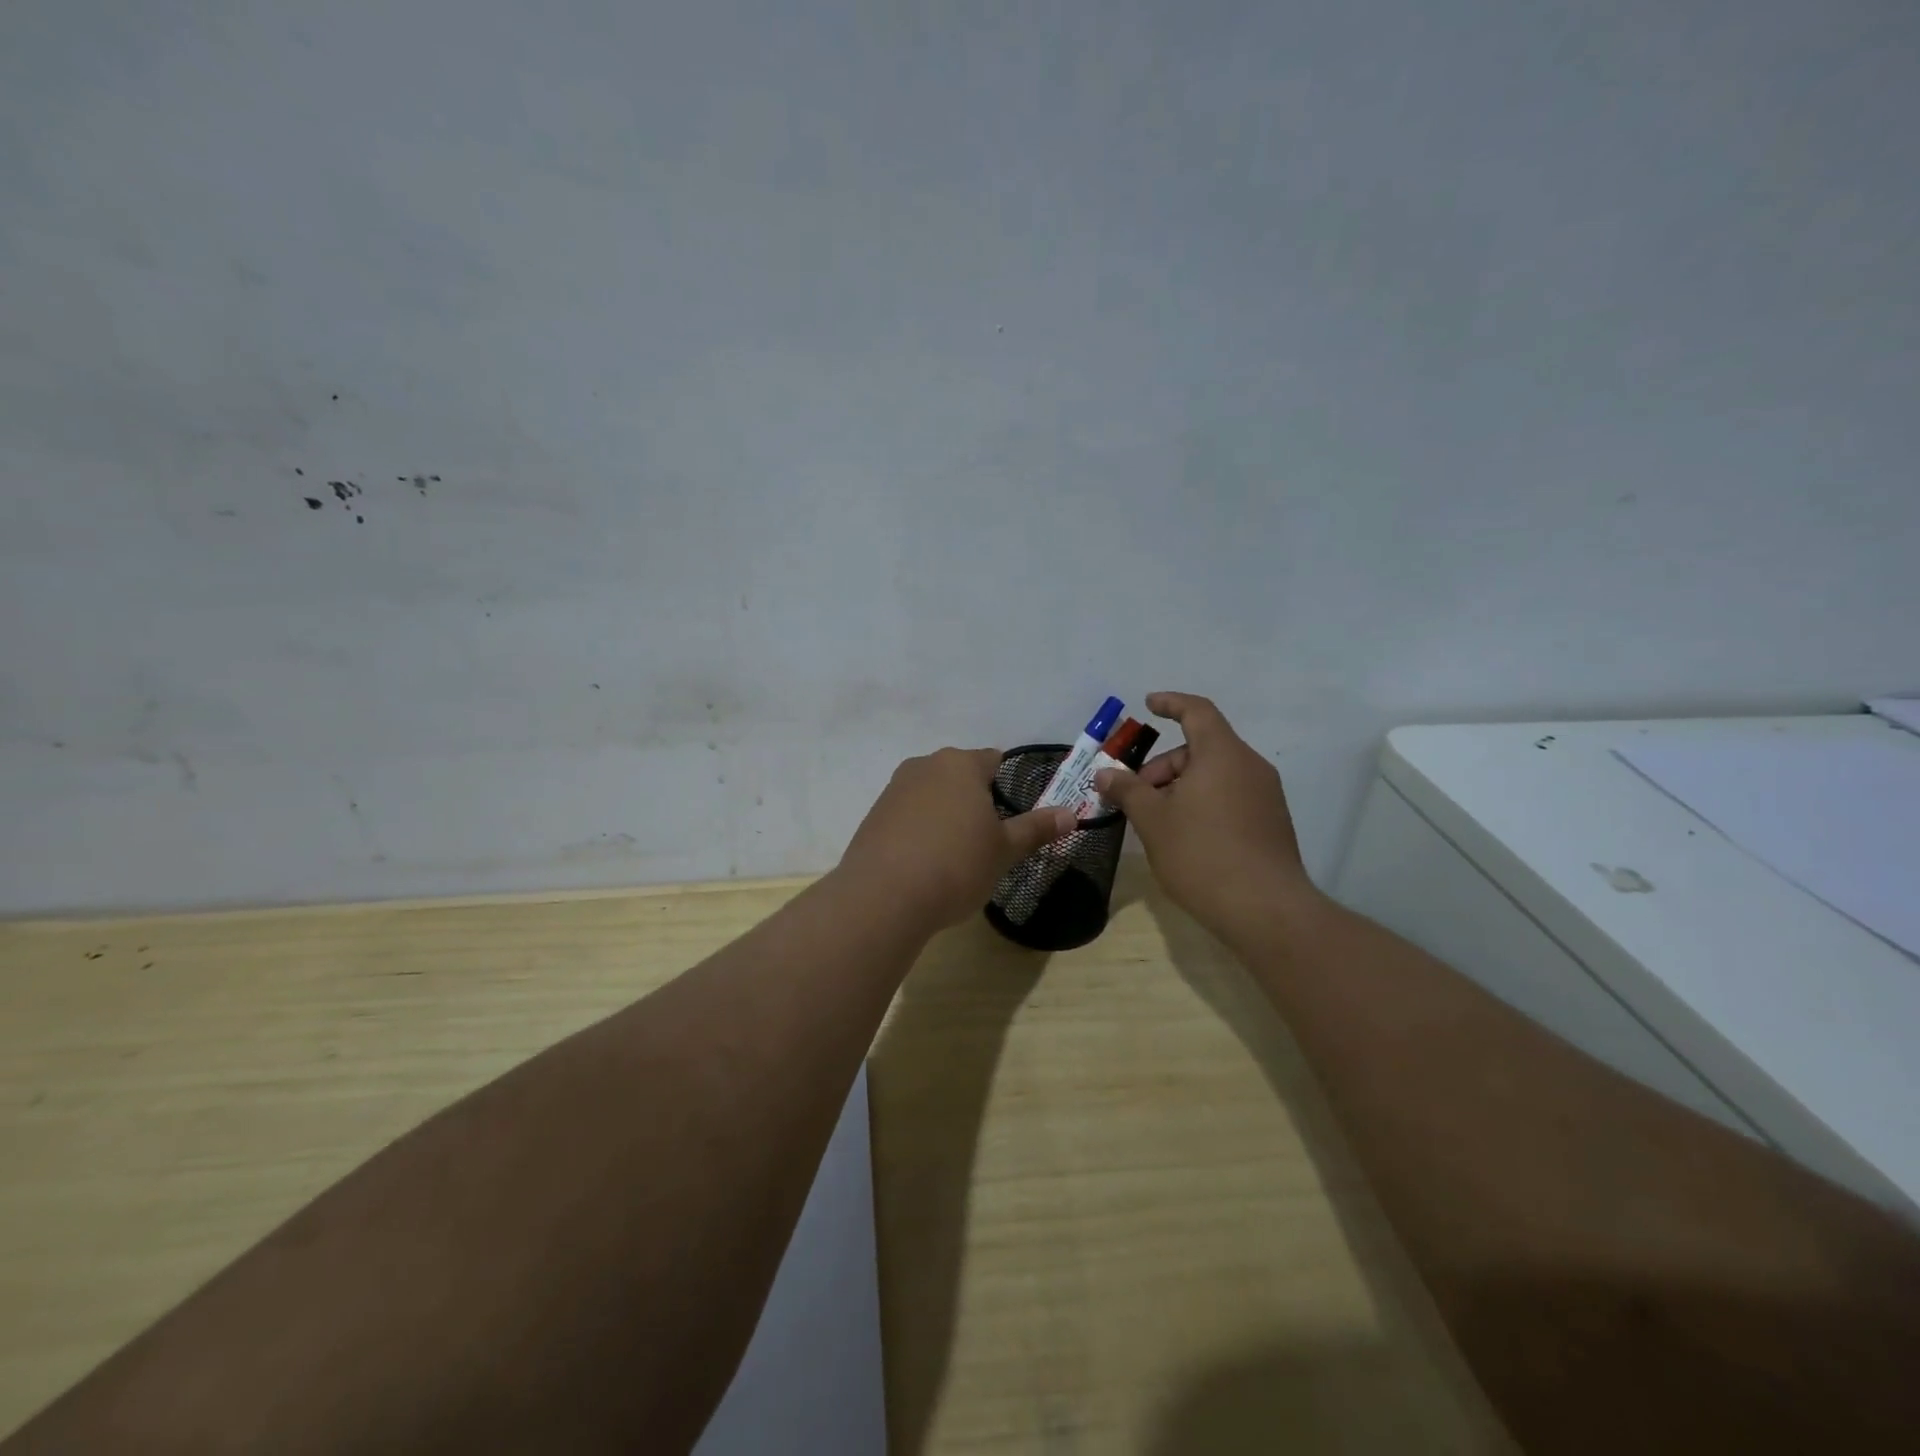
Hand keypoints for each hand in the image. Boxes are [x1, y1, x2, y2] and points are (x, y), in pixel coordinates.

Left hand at [837, 747, 1076, 930]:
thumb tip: (1070, 814)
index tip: (1013, 817)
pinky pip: (908, 816)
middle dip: (976, 801)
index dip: (1007, 786)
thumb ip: (1036, 828)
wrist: (883, 896)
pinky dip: (920, 831)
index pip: (993, 760)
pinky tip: (925, 864)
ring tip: (955, 856)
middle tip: (988, 840)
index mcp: (960, 764)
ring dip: (946, 815)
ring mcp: (894, 789)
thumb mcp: (1004, 850)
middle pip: (960, 776)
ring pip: (932, 795)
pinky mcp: (874, 816)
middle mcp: (924, 766)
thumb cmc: (956, 865)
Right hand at [1094, 692, 1321, 940]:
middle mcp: (1249, 766)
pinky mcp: (1271, 823)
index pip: (1197, 711)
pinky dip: (1203, 802)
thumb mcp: (1152, 820)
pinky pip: (1230, 796)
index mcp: (1222, 754)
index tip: (1148, 705)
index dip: (1170, 703)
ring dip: (1181, 787)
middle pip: (1201, 748)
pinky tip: (1185, 836)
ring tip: (1157, 821)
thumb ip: (1127, 790)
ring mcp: (1265, 796)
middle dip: (1163, 766)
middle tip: (1136, 796)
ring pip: (1215, 775)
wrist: (1265, 909)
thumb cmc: (1201, 854)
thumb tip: (1105, 774)